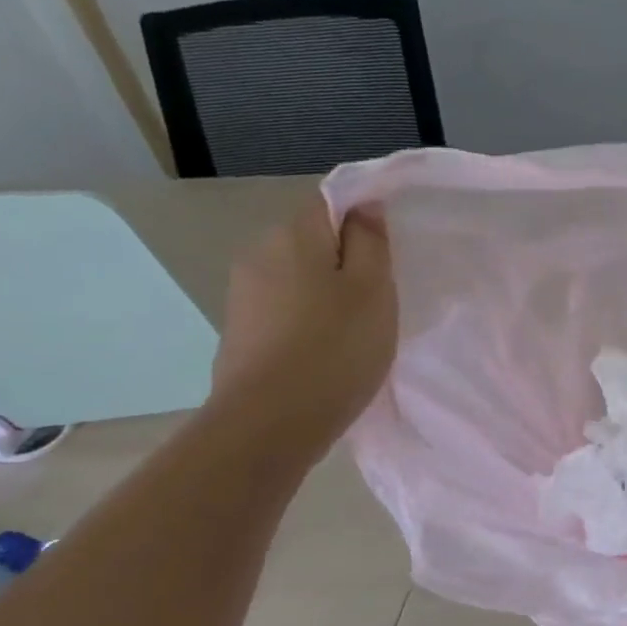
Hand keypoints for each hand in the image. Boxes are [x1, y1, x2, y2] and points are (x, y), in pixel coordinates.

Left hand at [209, 195, 397, 454]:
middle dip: (344, 263)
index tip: (387, 257)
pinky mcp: (239, 331)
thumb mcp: (373, 290)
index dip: (362, 221)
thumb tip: (364, 206)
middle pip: (311, 242)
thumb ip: (370, 242)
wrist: (270, 423)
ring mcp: (243, 294)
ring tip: (352, 334)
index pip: (330, 202)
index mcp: (294, 235)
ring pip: (297, 279)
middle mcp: (259, 253)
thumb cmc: (335, 349)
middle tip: (377, 302)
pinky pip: (283, 311)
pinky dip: (305, 322)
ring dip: (324, 295)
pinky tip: (323, 354)